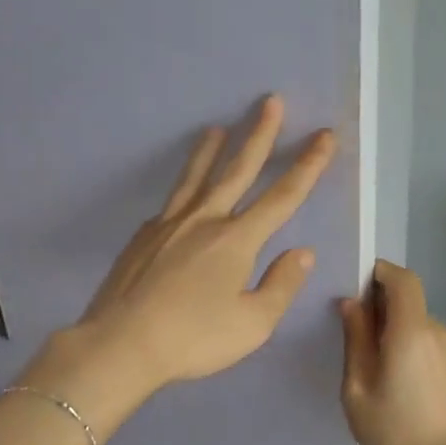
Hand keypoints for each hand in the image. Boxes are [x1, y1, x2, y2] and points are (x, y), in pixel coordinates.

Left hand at [25, 96, 336, 434]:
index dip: (308, 165)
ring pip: (195, 177)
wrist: (121, 343)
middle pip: (237, 169)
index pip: (282, 196)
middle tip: (269, 101)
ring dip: (210, 150)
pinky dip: (183, 191)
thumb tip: (303, 252)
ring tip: (216, 128)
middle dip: (259, 134)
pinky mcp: (143, 236)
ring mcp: (168, 224)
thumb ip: (281, 285)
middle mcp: (204, 220)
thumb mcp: (252, 324)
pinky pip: (171, 204)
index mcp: (236, 240)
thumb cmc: (193, 339)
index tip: (324, 136)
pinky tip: (182, 196)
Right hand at [339, 260, 445, 444]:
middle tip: (357, 342)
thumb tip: (352, 304)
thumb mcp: (357, 391)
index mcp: (411, 332)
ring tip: (381, 374)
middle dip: (383, 313)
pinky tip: (407, 390)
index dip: (380, 273)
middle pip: (409, 305)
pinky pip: (435, 350)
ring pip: (421, 329)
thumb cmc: (395, 436)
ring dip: (400, 337)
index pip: (402, 279)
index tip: (357, 285)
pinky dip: (417, 355)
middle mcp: (439, 333)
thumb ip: (355, 341)